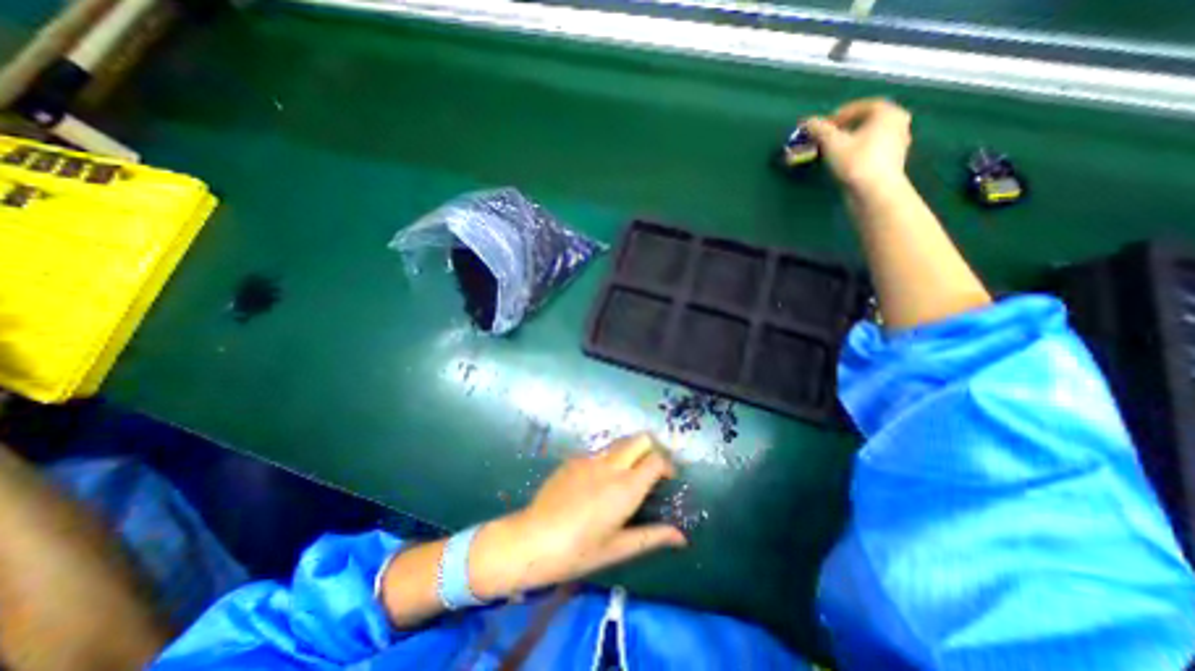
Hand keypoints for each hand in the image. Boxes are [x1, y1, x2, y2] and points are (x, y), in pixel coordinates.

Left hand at [469, 432, 687, 598]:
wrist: (533, 539)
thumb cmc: (578, 551)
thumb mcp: (618, 548)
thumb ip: (652, 536)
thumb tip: (681, 537)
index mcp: (626, 487)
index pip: (656, 459)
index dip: (667, 465)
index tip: (666, 479)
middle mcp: (611, 465)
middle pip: (640, 439)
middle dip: (651, 449)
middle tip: (650, 471)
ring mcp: (591, 458)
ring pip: (620, 441)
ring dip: (631, 451)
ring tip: (627, 475)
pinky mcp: (574, 459)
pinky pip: (600, 450)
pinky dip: (610, 458)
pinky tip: (599, 482)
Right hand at [802, 98, 917, 192]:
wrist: (874, 192)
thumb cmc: (856, 161)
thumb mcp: (832, 143)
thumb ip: (819, 129)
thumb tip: (806, 121)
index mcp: (888, 112)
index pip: (862, 106)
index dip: (840, 114)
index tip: (824, 126)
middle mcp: (898, 124)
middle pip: (867, 122)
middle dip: (845, 129)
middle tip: (827, 138)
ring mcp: (897, 145)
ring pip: (869, 137)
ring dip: (850, 142)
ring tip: (832, 152)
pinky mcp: (891, 163)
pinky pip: (871, 151)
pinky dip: (857, 153)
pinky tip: (844, 164)